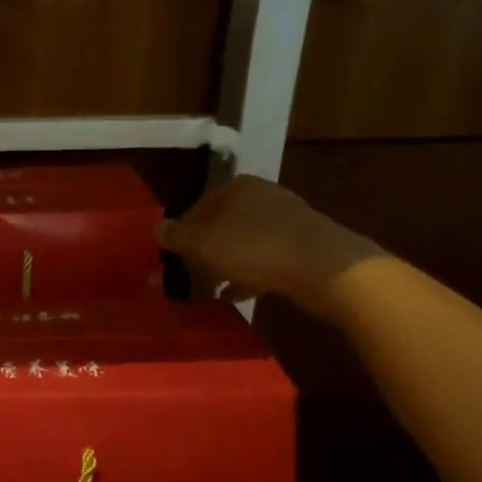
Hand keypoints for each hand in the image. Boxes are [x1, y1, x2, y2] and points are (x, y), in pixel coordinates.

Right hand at [158, 175, 378, 318]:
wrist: (325, 267)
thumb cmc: (254, 247)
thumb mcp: (204, 243)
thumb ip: (177, 236)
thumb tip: (156, 228)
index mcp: (236, 187)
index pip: (198, 208)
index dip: (183, 235)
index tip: (176, 260)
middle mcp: (262, 195)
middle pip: (222, 224)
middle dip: (206, 251)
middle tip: (194, 276)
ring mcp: (288, 219)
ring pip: (245, 242)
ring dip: (228, 264)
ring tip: (214, 290)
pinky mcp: (307, 244)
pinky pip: (268, 258)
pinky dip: (252, 273)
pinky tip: (241, 294)